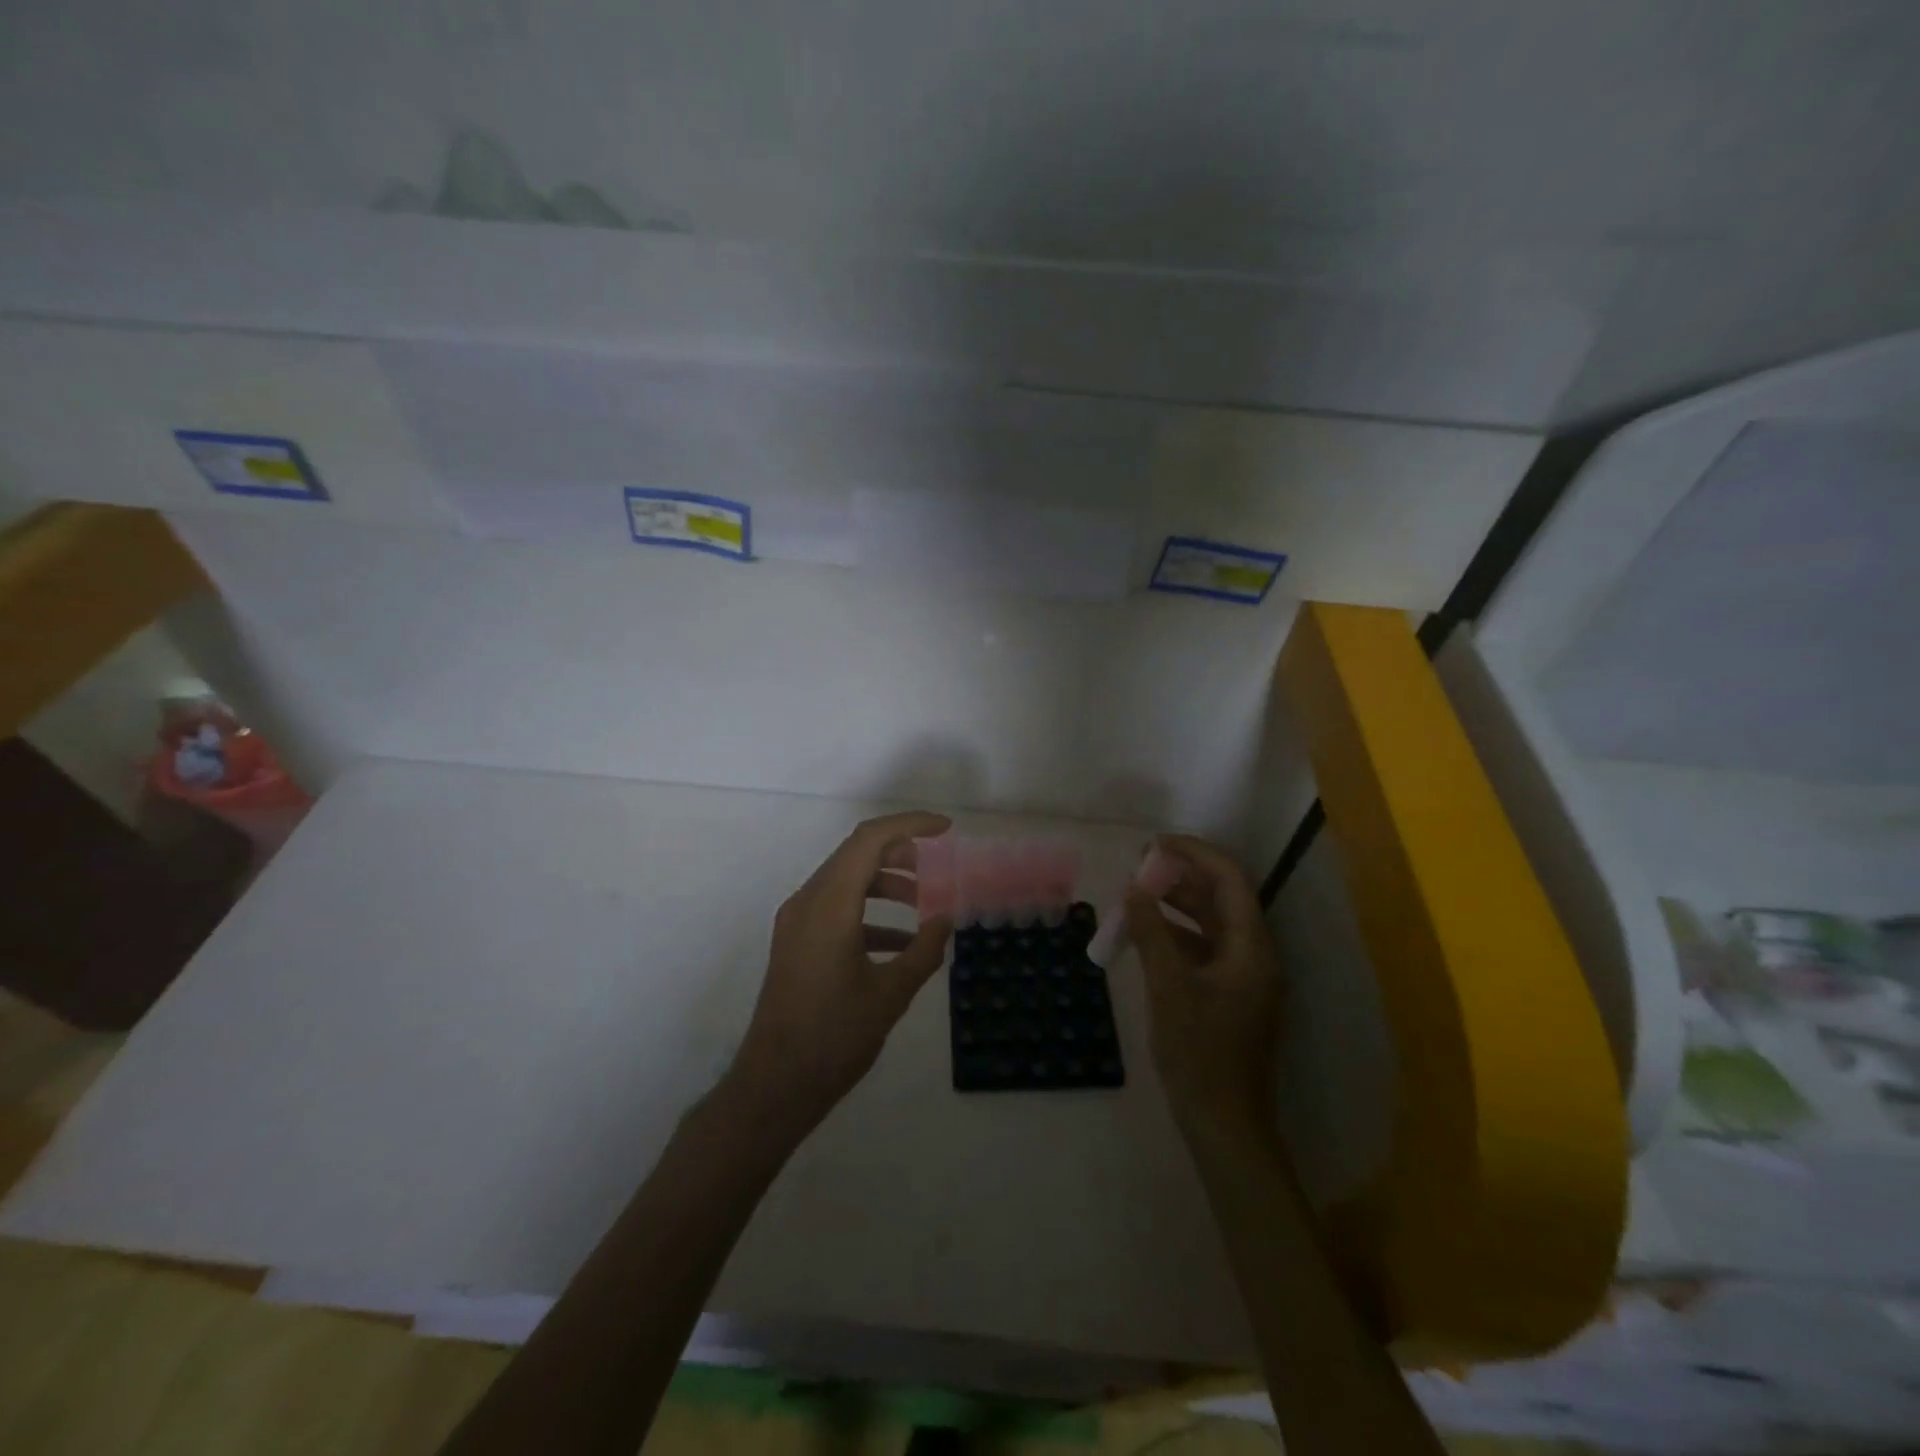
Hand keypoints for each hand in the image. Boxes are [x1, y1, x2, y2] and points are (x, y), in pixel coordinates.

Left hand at [725, 811, 954, 1136]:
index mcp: (830, 904)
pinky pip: (836, 908)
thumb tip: (945, 920)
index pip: (870, 839)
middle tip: (938, 866)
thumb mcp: (890, 994)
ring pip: (846, 880)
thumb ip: (924, 950)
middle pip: (857, 854)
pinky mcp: (796, 942)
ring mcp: (797, 921)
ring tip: (925, 903)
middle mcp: (808, 901)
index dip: (910, 825)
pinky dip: (870, 912)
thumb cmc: (834, 1036)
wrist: (774, 1084)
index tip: (946, 830)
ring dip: (886, 883)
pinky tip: (901, 942)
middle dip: (901, 853)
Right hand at [1125, 834, 1283, 1146]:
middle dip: (1183, 876)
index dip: (1194, 853)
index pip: (1229, 880)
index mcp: (1251, 948)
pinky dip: (1177, 934)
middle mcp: (1255, 955)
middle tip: (1140, 865)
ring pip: (1212, 923)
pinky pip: (1205, 949)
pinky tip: (1147, 934)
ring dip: (1178, 904)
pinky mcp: (1230, 996)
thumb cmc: (1200, 1055)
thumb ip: (1152, 933)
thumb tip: (1134, 890)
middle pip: (1222, 898)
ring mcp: (1244, 977)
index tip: (1155, 844)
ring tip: (1138, 892)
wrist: (1225, 1125)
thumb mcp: (1169, 989)